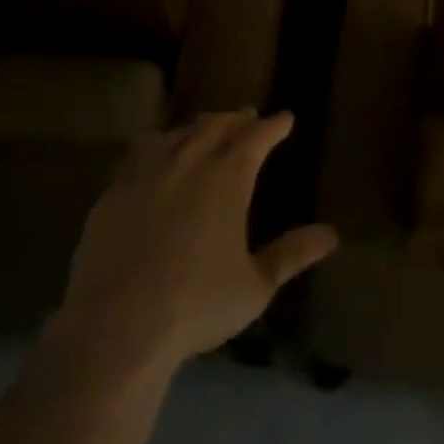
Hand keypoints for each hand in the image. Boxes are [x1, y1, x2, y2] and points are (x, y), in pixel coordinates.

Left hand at [51, 111, 337, 373]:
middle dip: (236, 119)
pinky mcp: (113, 194)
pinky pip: (139, 154)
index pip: (256, 138)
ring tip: (206, 128)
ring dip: (198, 128)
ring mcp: (146, 175)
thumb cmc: (197, 305)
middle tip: (248, 116)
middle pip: (216, 127)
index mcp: (228, 179)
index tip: (285, 118)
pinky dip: (158, 145)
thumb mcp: (256, 285)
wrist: (116, 326)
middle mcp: (189, 164)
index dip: (273, 126)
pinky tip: (155, 155)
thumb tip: (331, 234)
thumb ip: (292, 254)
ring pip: (178, 135)